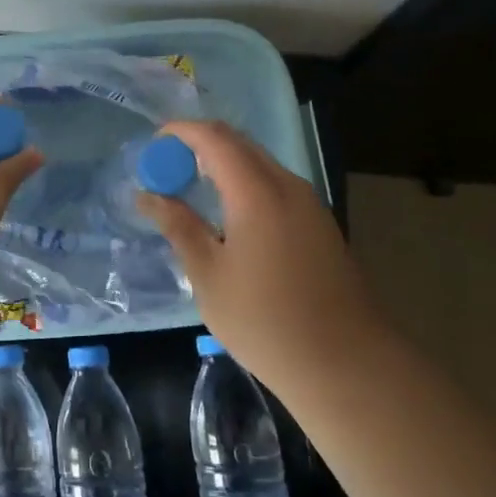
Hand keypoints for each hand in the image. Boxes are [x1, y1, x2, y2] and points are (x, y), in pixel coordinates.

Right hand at [135, 120, 386, 387]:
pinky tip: (230, 216)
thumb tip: (148, 196)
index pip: (214, 138)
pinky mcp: (320, 223)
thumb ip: (179, 227)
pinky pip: (275, 184)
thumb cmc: (267, 322)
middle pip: (239, 143)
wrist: (348, 365)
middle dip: (200, 144)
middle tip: (167, 168)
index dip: (181, 131)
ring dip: (224, 164)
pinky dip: (245, 183)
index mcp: (257, 192)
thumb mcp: (209, 277)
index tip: (153, 144)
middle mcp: (287, 186)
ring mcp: (309, 204)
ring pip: (260, 163)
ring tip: (192, 190)